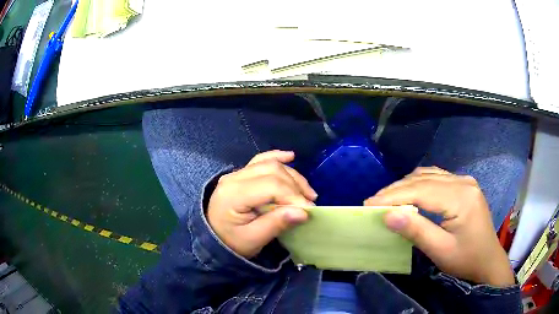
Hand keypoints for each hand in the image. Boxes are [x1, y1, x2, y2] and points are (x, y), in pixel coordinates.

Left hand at [207, 150, 316, 258]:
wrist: (213, 238)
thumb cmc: (231, 242)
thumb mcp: (253, 239)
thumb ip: (276, 224)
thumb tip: (303, 212)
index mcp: (233, 194)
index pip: (270, 186)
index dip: (293, 196)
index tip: (308, 210)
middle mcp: (234, 178)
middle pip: (272, 171)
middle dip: (295, 186)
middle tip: (309, 203)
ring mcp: (236, 173)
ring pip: (270, 164)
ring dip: (292, 176)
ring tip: (307, 192)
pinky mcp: (241, 174)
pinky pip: (260, 160)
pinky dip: (277, 158)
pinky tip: (291, 156)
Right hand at [365, 167, 514, 286]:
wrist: (487, 260)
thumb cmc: (466, 259)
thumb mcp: (440, 251)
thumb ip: (416, 231)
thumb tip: (387, 215)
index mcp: (461, 197)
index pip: (421, 190)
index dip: (393, 196)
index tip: (369, 203)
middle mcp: (463, 182)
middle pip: (424, 179)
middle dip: (396, 189)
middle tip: (373, 202)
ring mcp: (465, 181)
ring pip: (429, 175)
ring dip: (406, 185)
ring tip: (388, 198)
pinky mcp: (464, 186)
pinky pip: (437, 177)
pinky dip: (419, 183)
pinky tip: (410, 192)